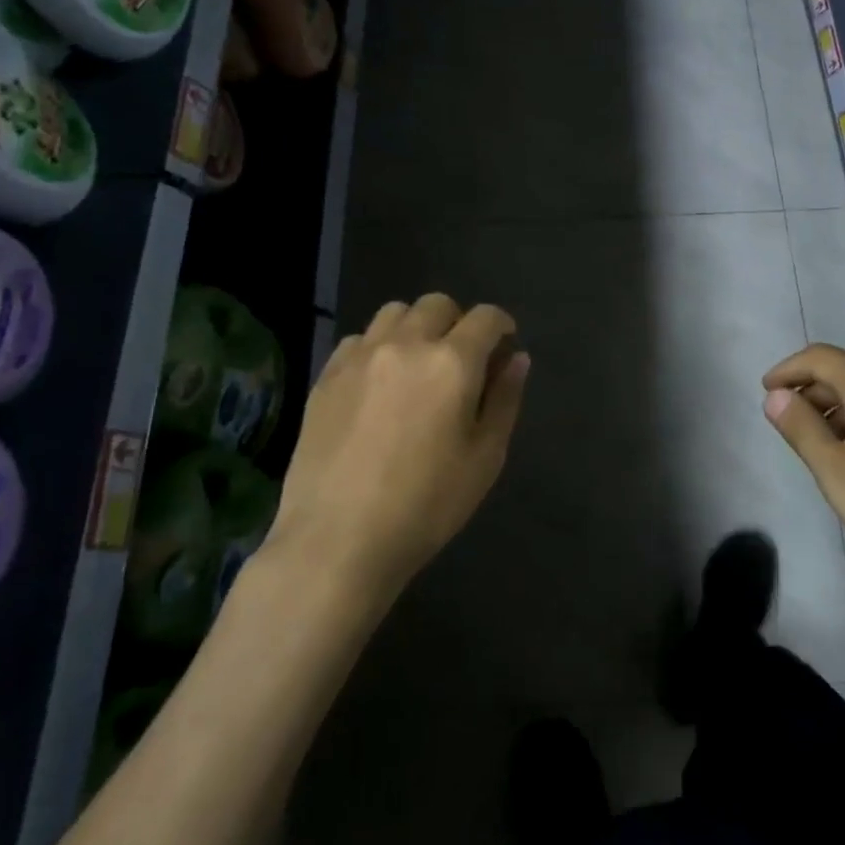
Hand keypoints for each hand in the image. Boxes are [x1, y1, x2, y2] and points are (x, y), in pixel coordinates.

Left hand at [266, 295, 529, 607]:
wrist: (337, 540)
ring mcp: (361, 356)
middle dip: (458, 321)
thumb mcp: (485, 458)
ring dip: (416, 326)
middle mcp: (406, 344)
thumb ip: (505, 399)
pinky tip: (379, 382)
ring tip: (418, 363)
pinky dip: (378, 346)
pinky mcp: (327, 375)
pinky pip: (359, 339)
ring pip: (395, 312)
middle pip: (438, 305)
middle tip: (462, 358)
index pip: (485, 318)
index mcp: (452, 362)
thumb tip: (517, 358)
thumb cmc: (426, 505)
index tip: (504, 345)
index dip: (501, 325)